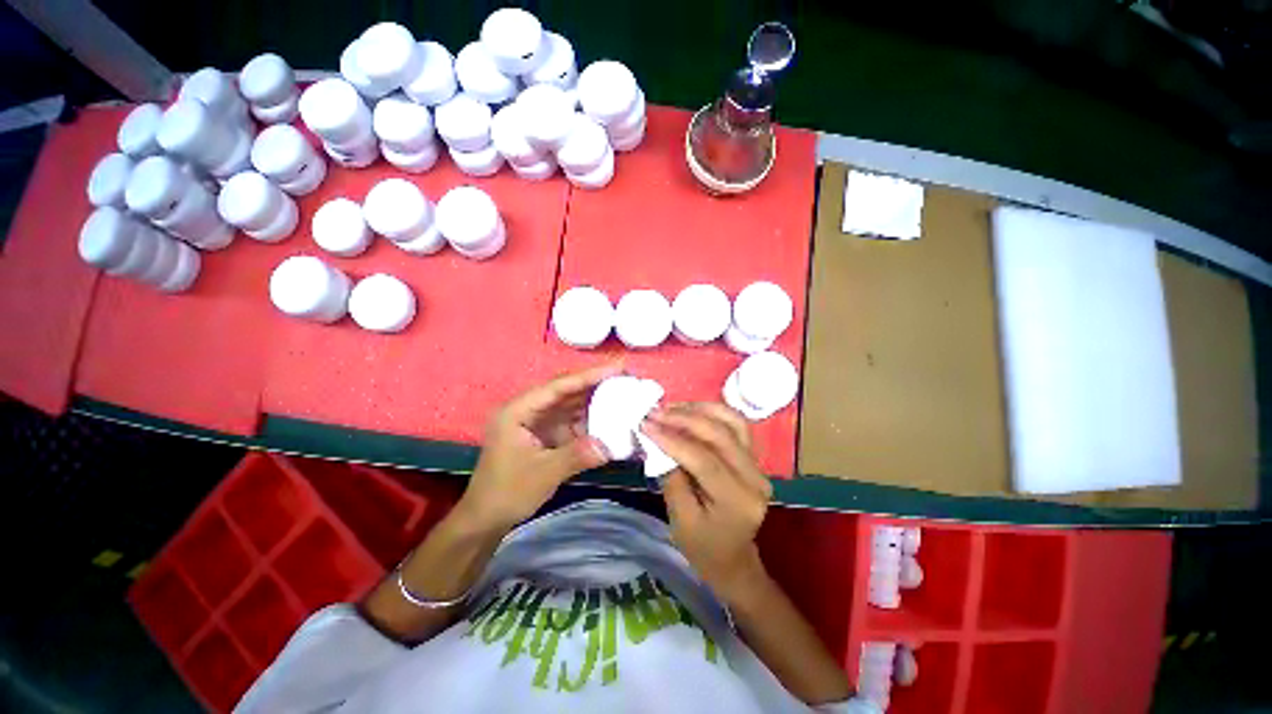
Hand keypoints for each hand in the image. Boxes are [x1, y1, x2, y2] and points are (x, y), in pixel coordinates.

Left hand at [460, 363, 620, 530]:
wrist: (487, 519)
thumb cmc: (506, 492)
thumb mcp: (542, 474)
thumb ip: (575, 456)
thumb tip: (610, 445)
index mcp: (518, 410)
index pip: (558, 386)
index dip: (588, 375)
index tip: (616, 368)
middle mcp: (529, 409)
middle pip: (566, 390)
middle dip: (595, 383)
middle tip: (625, 377)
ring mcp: (538, 422)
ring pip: (571, 404)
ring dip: (595, 400)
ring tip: (623, 393)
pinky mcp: (546, 434)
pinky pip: (572, 421)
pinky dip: (591, 420)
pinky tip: (610, 418)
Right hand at [642, 403, 773, 603]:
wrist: (732, 557)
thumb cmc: (703, 546)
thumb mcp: (680, 520)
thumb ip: (672, 478)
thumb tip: (659, 442)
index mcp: (738, 501)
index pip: (704, 459)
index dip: (673, 439)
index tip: (646, 425)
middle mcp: (755, 478)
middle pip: (720, 435)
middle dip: (684, 419)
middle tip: (655, 412)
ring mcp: (759, 464)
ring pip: (732, 422)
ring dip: (699, 409)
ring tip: (671, 407)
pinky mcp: (754, 456)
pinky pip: (735, 424)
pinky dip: (713, 411)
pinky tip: (691, 409)